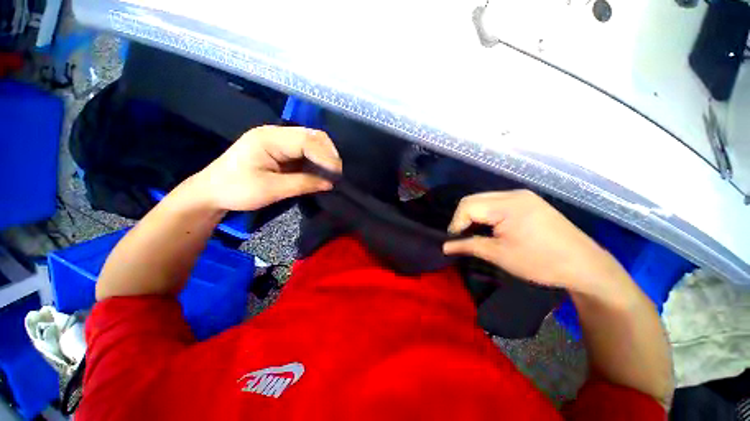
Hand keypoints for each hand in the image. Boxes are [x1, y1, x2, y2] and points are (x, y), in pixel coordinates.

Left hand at [191, 125, 341, 210]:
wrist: (212, 192)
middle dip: (328, 154)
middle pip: (311, 136)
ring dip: (324, 157)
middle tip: (337, 174)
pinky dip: (316, 162)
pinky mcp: (281, 151)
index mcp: (269, 138)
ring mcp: (278, 141)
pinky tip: (321, 172)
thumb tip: (329, 183)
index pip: (306, 140)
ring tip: (332, 174)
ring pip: (311, 143)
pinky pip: (305, 152)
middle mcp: (275, 134)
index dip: (325, 156)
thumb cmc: (237, 190)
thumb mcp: (271, 189)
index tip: (337, 174)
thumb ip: (303, 184)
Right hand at [443, 190, 629, 297]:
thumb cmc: (540, 262)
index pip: (467, 206)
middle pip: (474, 199)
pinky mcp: (528, 201)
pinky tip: (491, 227)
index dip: (456, 223)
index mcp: (507, 205)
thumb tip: (445, 246)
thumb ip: (468, 246)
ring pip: (484, 200)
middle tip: (462, 237)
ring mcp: (523, 196)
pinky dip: (487, 214)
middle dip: (463, 218)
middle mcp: (513, 194)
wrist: (585, 266)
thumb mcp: (499, 255)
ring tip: (475, 233)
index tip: (454, 241)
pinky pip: (497, 203)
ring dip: (474, 215)